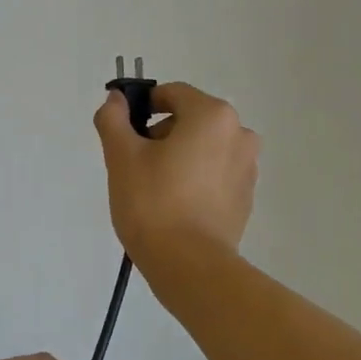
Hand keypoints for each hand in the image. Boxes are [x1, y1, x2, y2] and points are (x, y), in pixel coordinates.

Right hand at [93, 80, 260, 269]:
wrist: (189, 265)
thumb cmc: (152, 203)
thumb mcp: (121, 156)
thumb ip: (113, 118)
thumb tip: (116, 99)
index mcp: (212, 115)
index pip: (171, 94)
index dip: (142, 108)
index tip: (123, 135)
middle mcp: (239, 134)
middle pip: (189, 119)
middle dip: (160, 135)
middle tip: (135, 166)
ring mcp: (247, 167)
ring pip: (202, 147)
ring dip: (178, 157)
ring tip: (154, 189)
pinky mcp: (246, 197)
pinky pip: (214, 174)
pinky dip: (194, 180)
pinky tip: (174, 206)